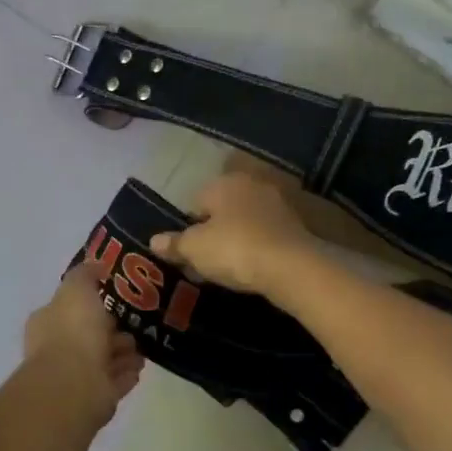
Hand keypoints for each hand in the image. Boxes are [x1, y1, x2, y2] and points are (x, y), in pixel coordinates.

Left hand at [23, 261, 144, 422]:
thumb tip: (94, 265)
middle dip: (112, 330)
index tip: (117, 300)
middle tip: (135, 325)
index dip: (94, 304)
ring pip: (103, 359)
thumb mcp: (77, 289)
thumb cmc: (74, 331)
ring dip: (122, 353)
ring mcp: (74, 376)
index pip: (71, 308)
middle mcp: (57, 349)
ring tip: (142, 348)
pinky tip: (139, 367)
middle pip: (90, 335)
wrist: (75, 384)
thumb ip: (85, 275)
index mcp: (48, 322)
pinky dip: (126, 373)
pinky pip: (114, 381)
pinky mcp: (93, 398)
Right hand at [150, 171, 315, 295]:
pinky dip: (258, 247)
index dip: (188, 227)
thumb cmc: (234, 249)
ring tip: (229, 267)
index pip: (196, 200)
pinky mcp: (297, 224)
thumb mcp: (195, 249)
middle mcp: (252, 185)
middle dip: (214, 231)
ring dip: (237, 239)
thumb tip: (153, 241)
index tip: (187, 252)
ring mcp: (277, 203)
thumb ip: (174, 244)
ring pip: (246, 221)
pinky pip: (266, 235)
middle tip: (206, 260)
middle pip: (223, 209)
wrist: (291, 266)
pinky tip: (254, 267)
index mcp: (224, 183)